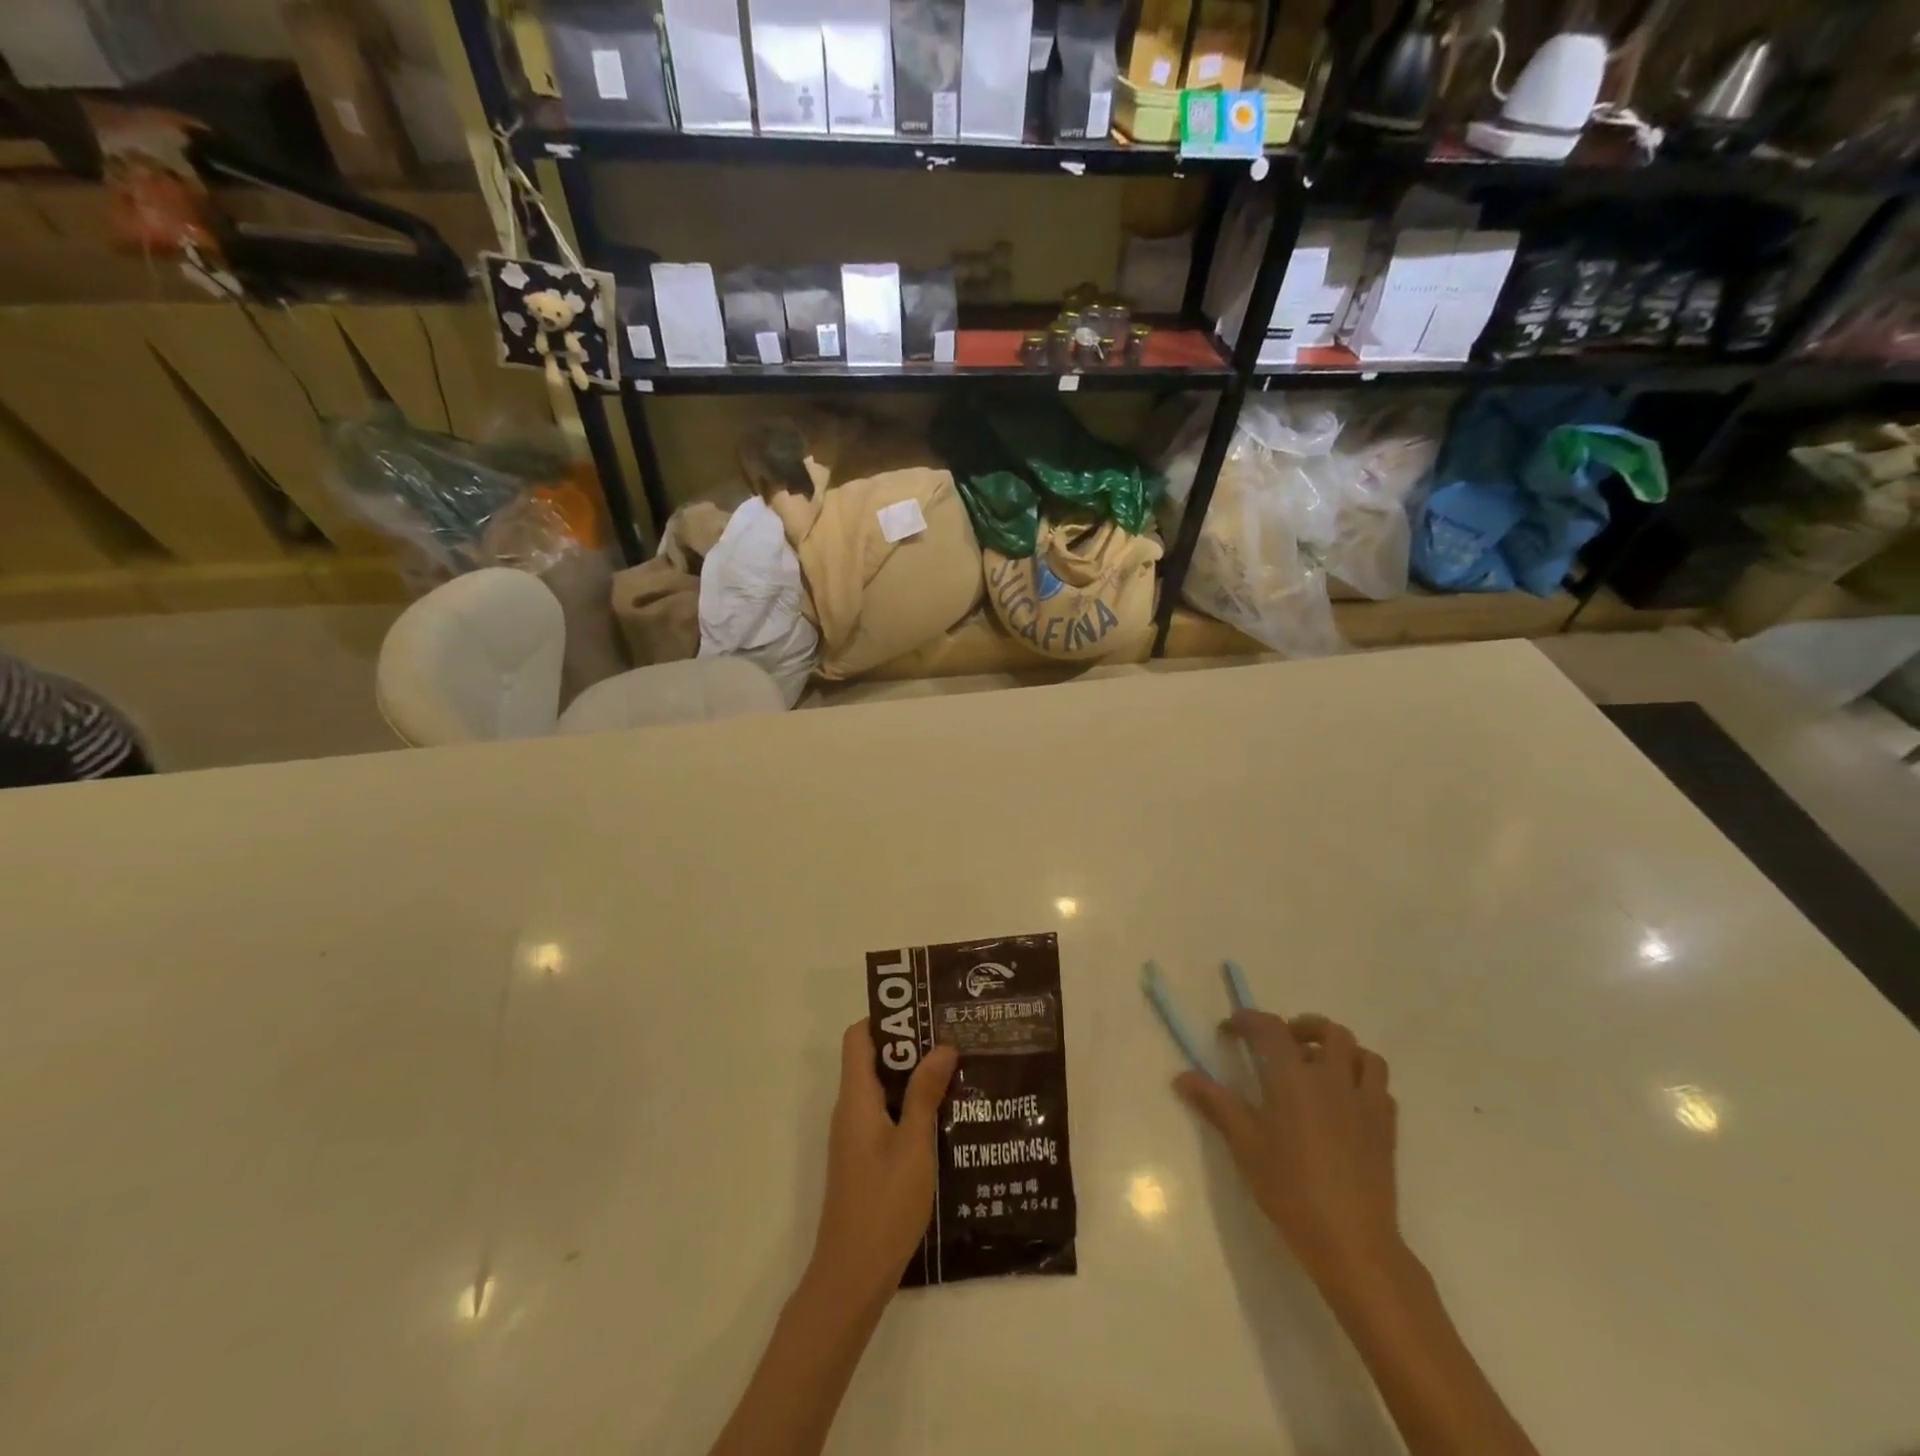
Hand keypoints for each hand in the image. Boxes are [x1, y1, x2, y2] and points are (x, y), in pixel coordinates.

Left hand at [810, 1020, 957, 1301]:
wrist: (852, 1278)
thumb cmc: (883, 1206)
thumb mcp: (914, 1146)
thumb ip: (925, 1094)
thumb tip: (942, 1045)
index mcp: (856, 1099)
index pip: (858, 1037)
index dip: (886, 1019)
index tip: (924, 1014)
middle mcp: (851, 1110)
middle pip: (873, 1058)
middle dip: (910, 1045)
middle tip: (952, 1038)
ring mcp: (856, 1136)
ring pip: (883, 1088)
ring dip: (914, 1077)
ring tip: (957, 1070)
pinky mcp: (865, 1158)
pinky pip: (886, 1114)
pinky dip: (911, 1105)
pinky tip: (946, 1116)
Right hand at [1176, 1011, 1400, 1294]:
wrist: (1352, 1241)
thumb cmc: (1290, 1187)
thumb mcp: (1244, 1144)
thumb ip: (1215, 1103)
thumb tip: (1182, 1077)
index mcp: (1295, 1077)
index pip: (1271, 1029)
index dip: (1249, 1020)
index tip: (1231, 1028)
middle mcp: (1333, 1079)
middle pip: (1329, 1031)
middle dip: (1303, 1027)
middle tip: (1282, 1043)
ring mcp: (1366, 1103)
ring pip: (1363, 1055)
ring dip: (1340, 1051)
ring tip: (1319, 1067)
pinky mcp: (1386, 1129)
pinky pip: (1380, 1088)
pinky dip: (1362, 1081)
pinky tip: (1345, 1101)